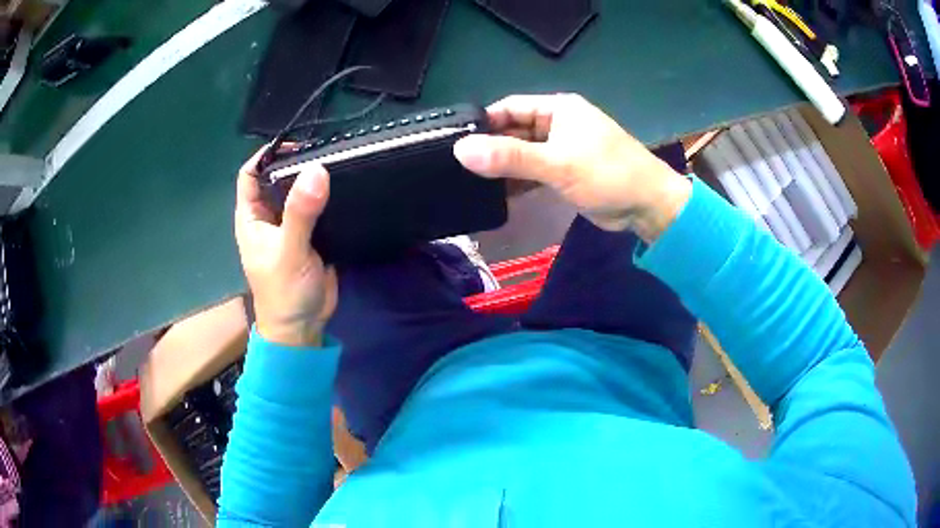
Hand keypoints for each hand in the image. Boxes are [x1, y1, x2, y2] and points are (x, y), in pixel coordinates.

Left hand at [235, 146, 337, 346]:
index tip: (296, 144)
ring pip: (299, 192)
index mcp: (252, 217)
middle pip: (277, 178)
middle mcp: (268, 216)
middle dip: (297, 163)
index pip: (251, 174)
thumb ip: (300, 213)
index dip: (267, 155)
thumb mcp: (289, 251)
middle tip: (326, 150)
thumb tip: (317, 170)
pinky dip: (328, 197)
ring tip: (339, 162)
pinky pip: (318, 208)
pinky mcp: (311, 236)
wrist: (303, 327)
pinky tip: (345, 187)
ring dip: (314, 179)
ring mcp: (290, 226)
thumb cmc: (284, 293)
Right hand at [454, 94, 691, 241]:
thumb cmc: (607, 174)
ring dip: (503, 166)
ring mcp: (561, 149)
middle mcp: (558, 124)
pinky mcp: (565, 172)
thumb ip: (510, 157)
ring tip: (469, 181)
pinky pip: (534, 172)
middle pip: (514, 130)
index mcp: (558, 109)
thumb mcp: (557, 163)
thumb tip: (461, 150)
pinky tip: (496, 193)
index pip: (510, 107)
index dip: (484, 121)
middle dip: (490, 147)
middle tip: (457, 166)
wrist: (647, 206)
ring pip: (523, 153)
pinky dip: (518, 181)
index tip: (454, 140)